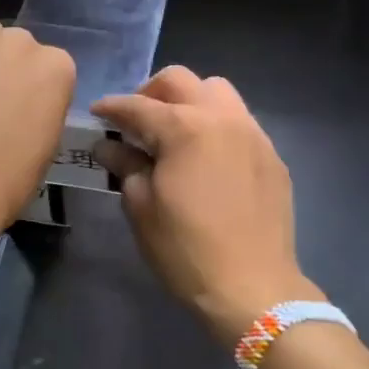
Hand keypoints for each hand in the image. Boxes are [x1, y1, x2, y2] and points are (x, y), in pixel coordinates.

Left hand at [0, 19, 75, 258]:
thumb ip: (39, 110)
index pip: (49, 68)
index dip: (32, 91)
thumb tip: (21, 109)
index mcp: (55, 67)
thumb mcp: (45, 147)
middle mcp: (18, 41)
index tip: (19, 114)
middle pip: (12, 46)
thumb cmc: (5, 178)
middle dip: (2, 68)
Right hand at [92, 67, 318, 345]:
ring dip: (190, 100)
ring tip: (176, 131)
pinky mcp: (271, 154)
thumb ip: (126, 165)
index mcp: (184, 128)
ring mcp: (252, 133)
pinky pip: (240, 120)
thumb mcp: (142, 209)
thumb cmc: (186, 250)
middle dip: (152, 92)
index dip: (112, 107)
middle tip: (136, 120)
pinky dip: (217, 124)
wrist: (253, 287)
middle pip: (181, 80)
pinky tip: (208, 156)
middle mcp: (221, 118)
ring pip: (218, 91)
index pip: (138, 106)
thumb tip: (108, 144)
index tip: (97, 112)